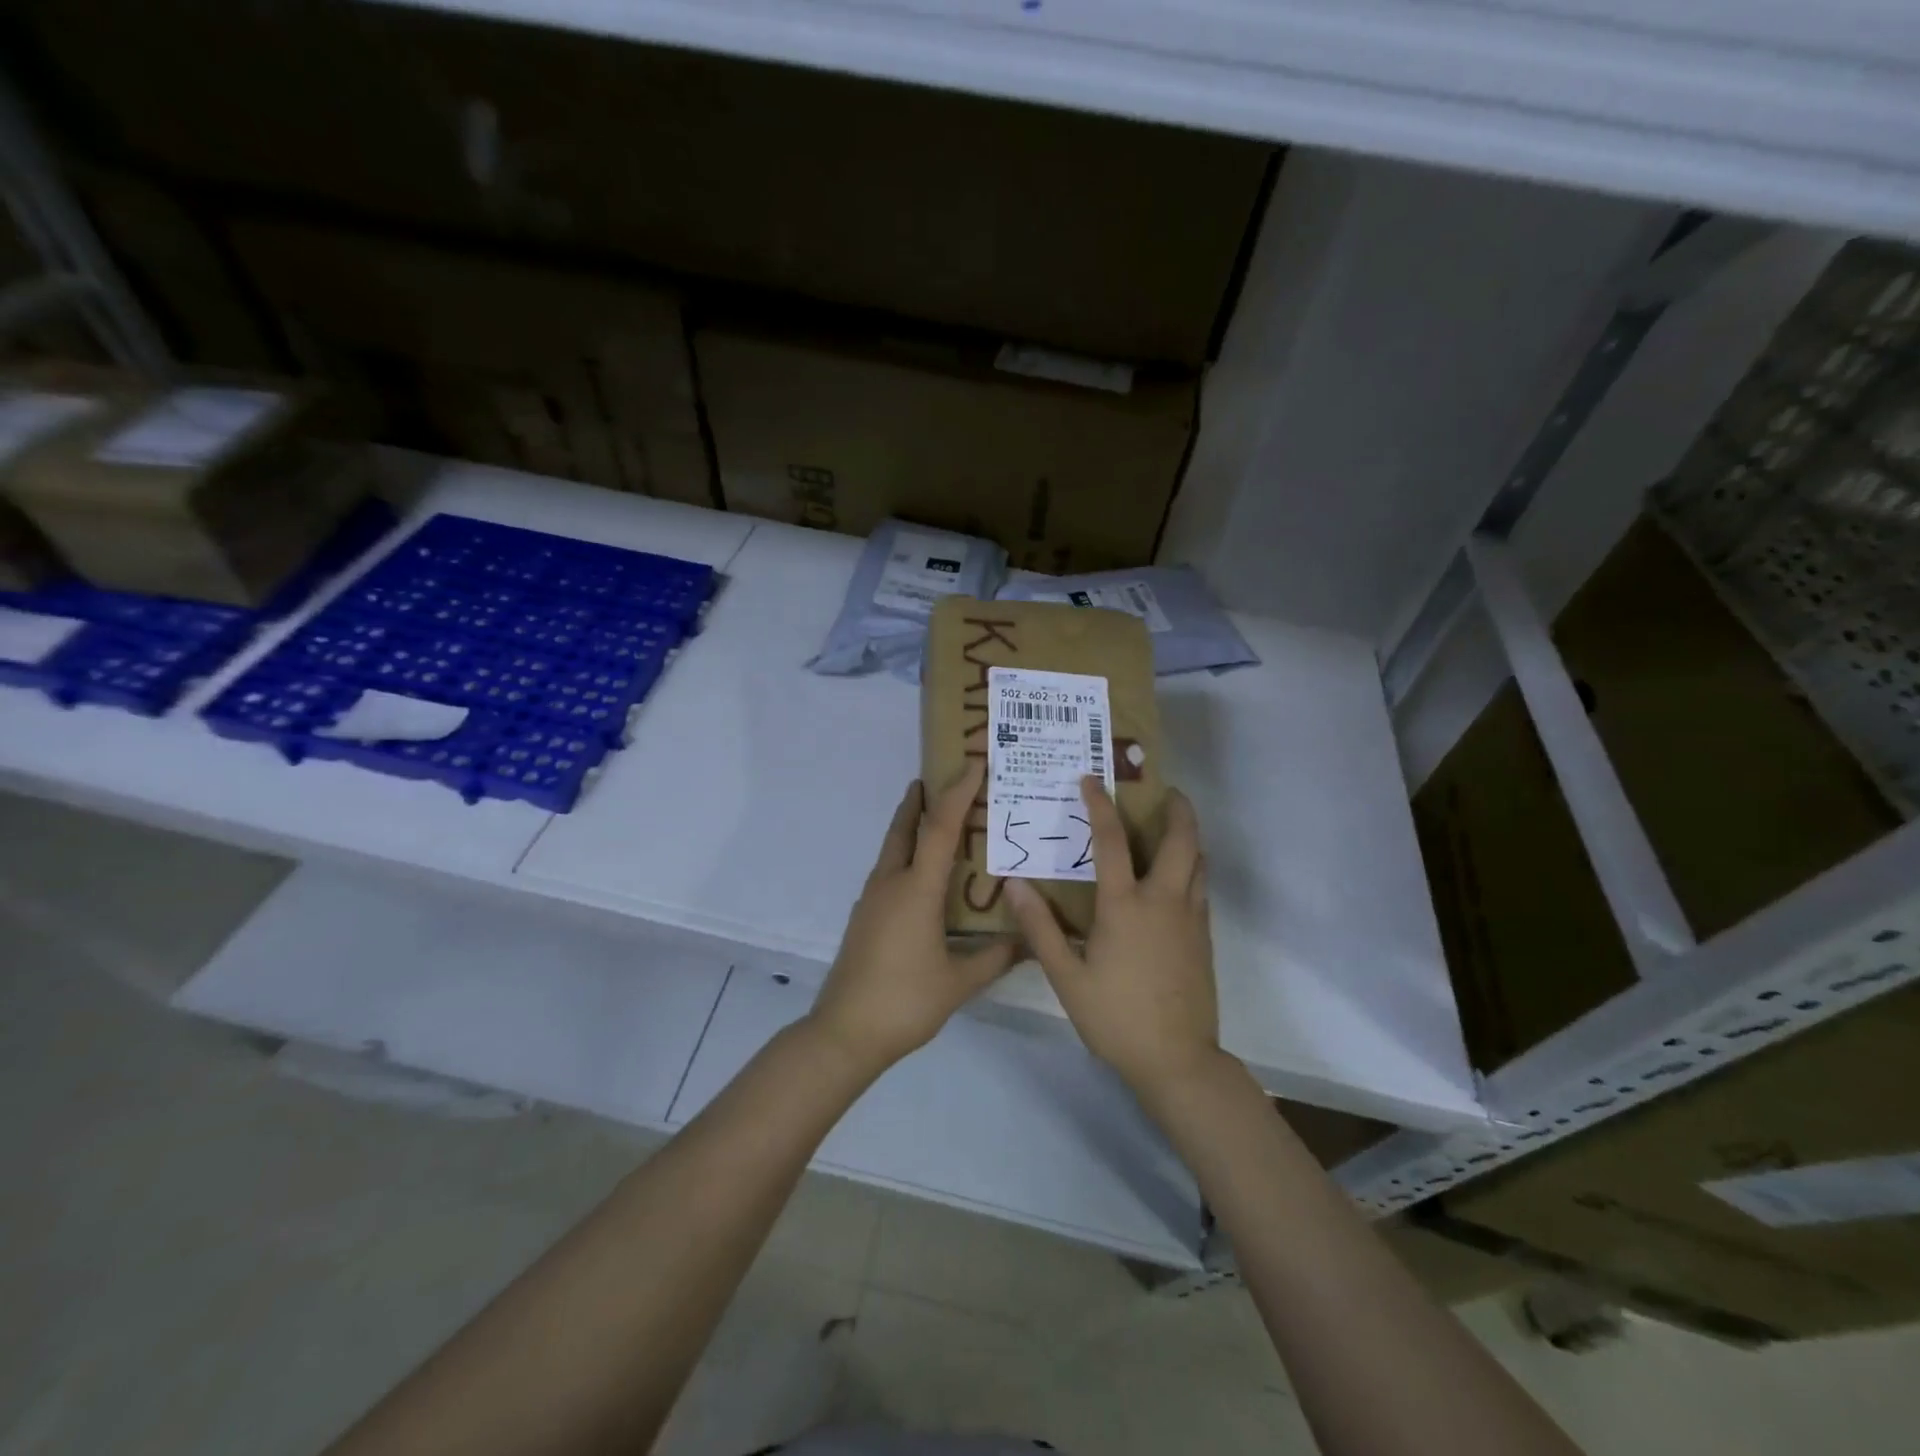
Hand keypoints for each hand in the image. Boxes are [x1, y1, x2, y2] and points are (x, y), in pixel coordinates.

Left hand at [807, 761, 1019, 1076]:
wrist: (844, 1033)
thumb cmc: (905, 1002)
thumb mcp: (959, 982)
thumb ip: (997, 958)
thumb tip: (1032, 942)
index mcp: (916, 890)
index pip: (940, 828)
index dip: (958, 792)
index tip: (973, 764)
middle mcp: (890, 884)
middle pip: (905, 827)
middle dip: (923, 799)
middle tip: (942, 777)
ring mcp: (872, 899)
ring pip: (893, 848)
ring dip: (911, 825)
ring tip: (936, 818)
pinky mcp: (864, 916)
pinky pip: (889, 870)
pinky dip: (906, 855)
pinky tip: (923, 875)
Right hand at [1006, 777, 1220, 1098]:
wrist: (1177, 1060)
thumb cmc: (1116, 1017)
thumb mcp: (1067, 977)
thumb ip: (1040, 928)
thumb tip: (1015, 885)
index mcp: (1126, 906)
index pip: (1112, 841)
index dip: (1100, 806)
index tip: (1091, 780)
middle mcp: (1164, 901)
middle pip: (1182, 841)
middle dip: (1177, 809)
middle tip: (1165, 790)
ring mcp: (1191, 919)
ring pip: (1199, 863)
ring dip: (1189, 837)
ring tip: (1173, 825)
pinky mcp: (1204, 938)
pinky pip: (1202, 889)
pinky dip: (1193, 868)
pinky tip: (1176, 879)